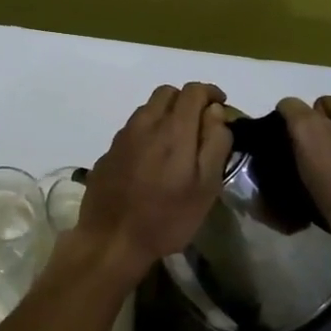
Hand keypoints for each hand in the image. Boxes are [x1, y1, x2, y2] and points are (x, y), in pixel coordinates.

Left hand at [74, 82, 231, 281]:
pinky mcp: (109, 150)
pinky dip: (148, 131)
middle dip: (187, 100)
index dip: (210, 92)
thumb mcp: (206, 187)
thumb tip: (216, 112)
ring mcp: (123, 135)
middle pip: (167, 92)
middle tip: (200, 124)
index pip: (193, 91)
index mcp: (173, 129)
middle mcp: (145, 123)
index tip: (221, 106)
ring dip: (166, 114)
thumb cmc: (167, 217)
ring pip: (148, 108)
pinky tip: (152, 158)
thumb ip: (215, 144)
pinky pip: (133, 128)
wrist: (111, 239)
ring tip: (177, 142)